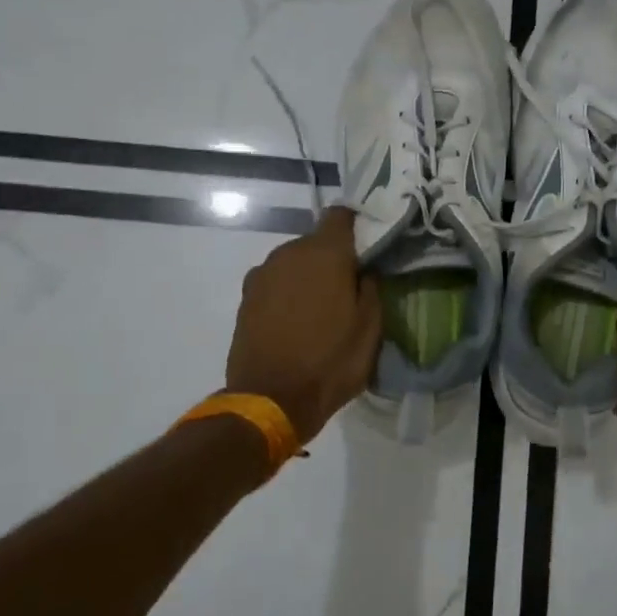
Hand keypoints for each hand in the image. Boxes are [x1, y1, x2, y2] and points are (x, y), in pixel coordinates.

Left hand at [224, 208, 381, 442]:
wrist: (270, 400)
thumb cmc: (330, 362)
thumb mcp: (370, 329)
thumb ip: (371, 288)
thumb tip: (365, 271)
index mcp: (324, 253)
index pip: (341, 215)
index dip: (357, 224)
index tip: (370, 244)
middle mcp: (288, 253)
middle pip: (316, 242)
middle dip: (334, 258)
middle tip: (350, 286)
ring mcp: (262, 275)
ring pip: (294, 263)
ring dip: (308, 277)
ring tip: (322, 309)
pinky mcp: (245, 298)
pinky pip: (276, 284)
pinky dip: (288, 294)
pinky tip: (297, 321)